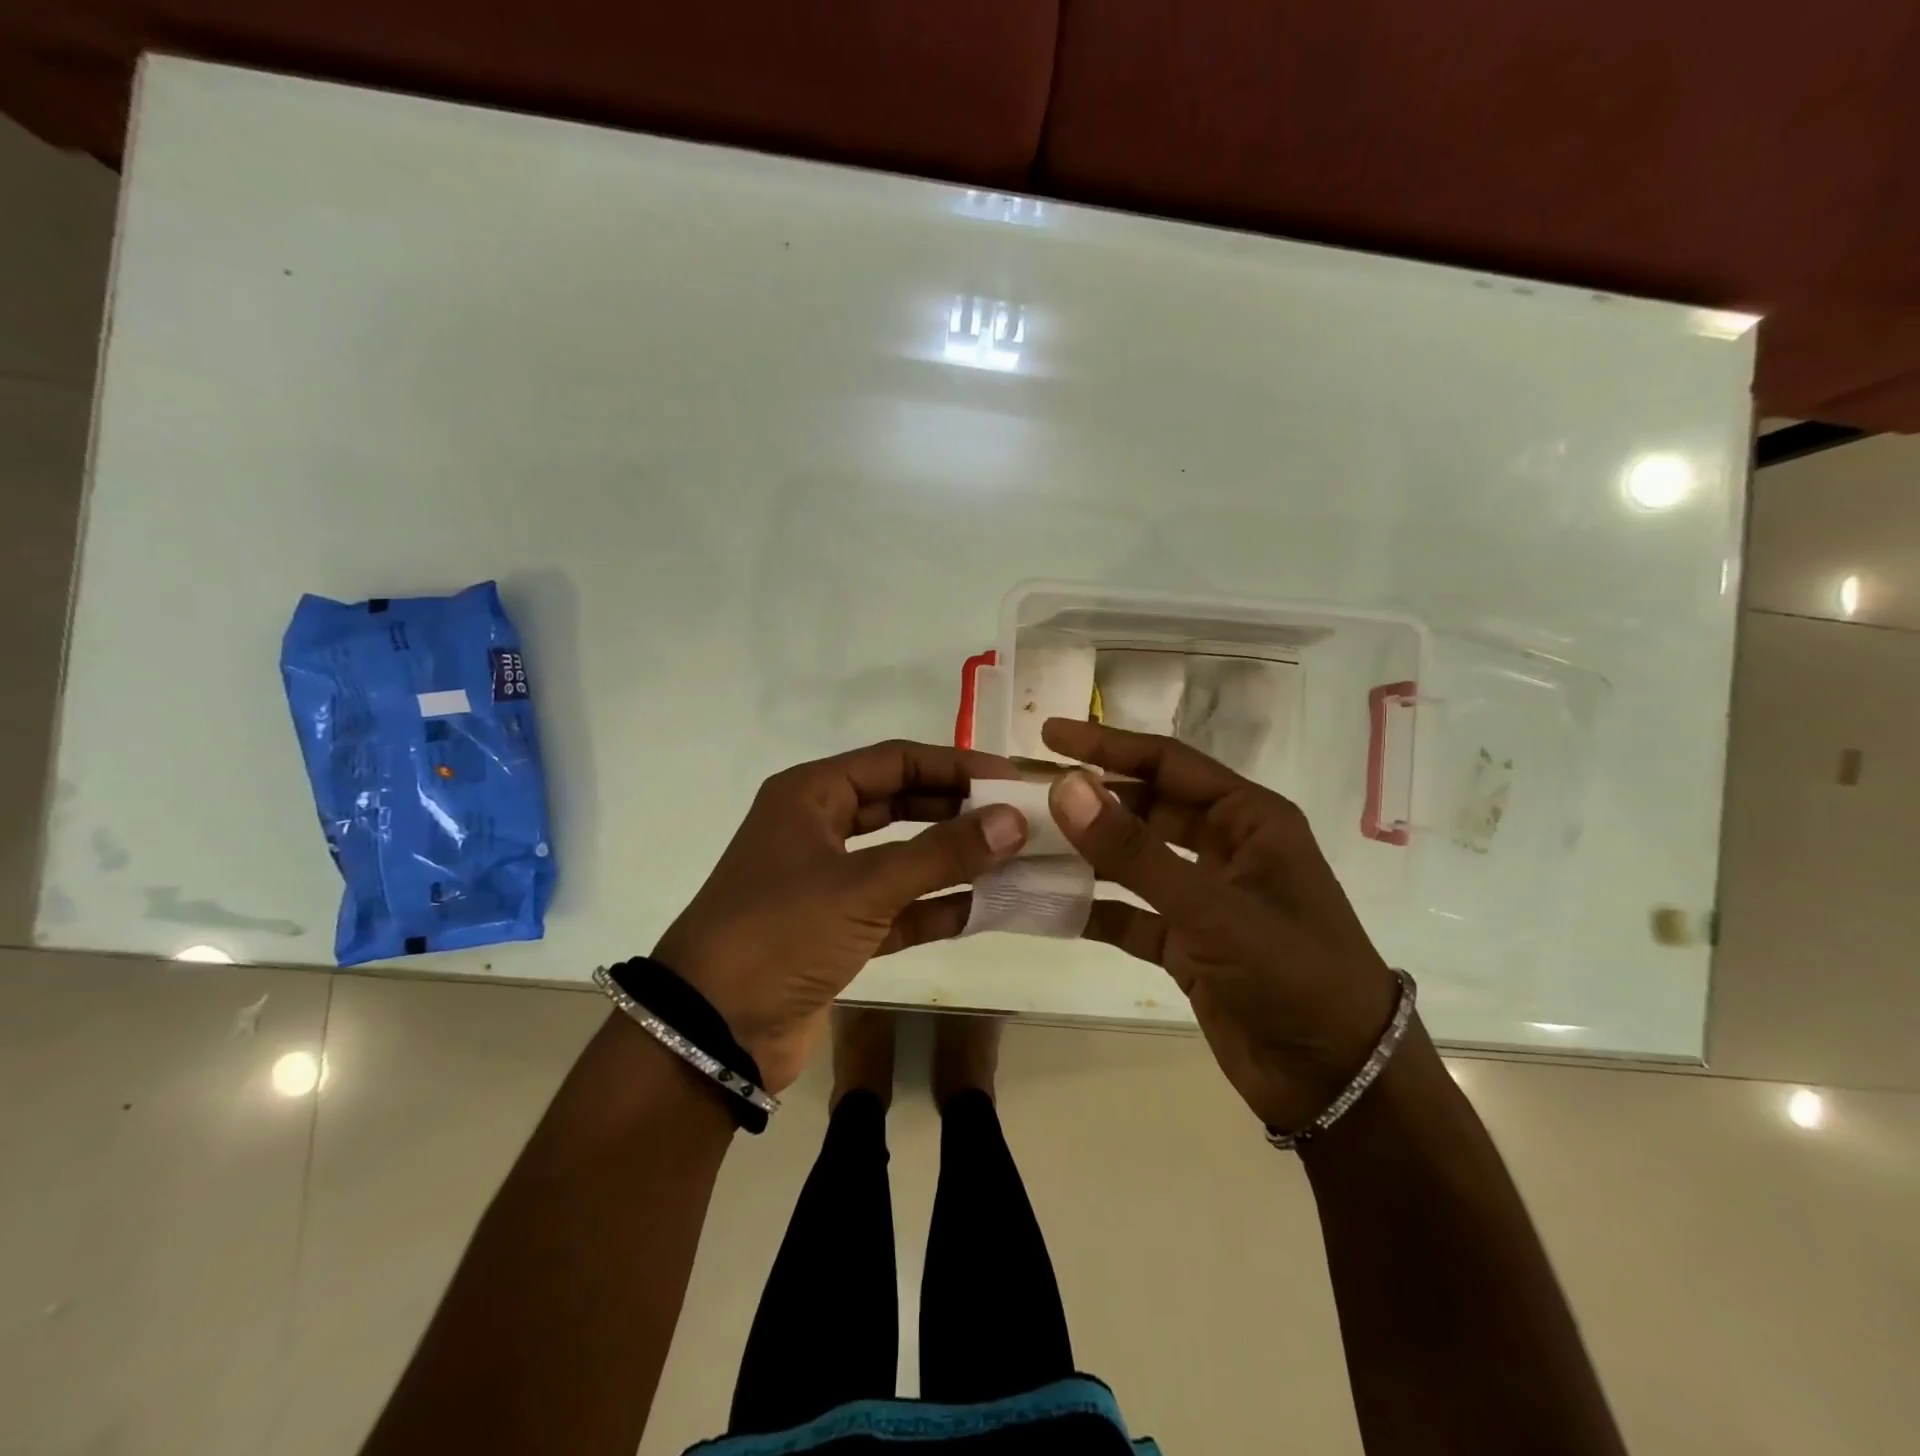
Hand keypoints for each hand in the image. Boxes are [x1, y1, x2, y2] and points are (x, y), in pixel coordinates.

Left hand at [655, 740, 1026, 1091]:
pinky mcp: (838, 931)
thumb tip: (1014, 820)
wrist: (711, 1033)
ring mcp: (828, 882)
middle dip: (959, 810)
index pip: (896, 760)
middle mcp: (819, 828)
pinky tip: (985, 908)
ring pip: (904, 858)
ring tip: (1015, 859)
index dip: (956, 765)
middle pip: (902, 804)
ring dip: (954, 860)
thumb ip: (941, 853)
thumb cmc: (780, 934)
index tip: (1010, 778)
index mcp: (811, 795)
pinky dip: (937, 908)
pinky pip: (898, 908)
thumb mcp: (863, 886)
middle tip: (1019, 817)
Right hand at [1041, 718, 1400, 1132]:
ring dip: (1085, 854)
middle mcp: (1226, 849)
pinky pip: (1131, 915)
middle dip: (1089, 800)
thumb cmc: (1293, 975)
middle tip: (1025, 793)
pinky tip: (1048, 906)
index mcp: (1249, 819)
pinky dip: (1094, 910)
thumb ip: (1134, 851)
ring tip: (1023, 844)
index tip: (1049, 734)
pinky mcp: (1188, 944)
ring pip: (1134, 861)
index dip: (1107, 745)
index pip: (1168, 763)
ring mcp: (1205, 898)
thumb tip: (1064, 787)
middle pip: (1145, 808)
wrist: (1339, 1083)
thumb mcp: (1212, 908)